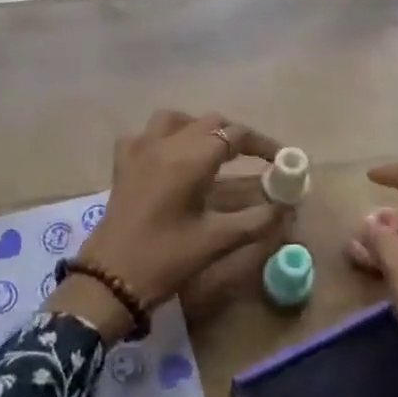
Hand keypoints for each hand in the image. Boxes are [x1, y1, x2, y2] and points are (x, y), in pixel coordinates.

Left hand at [48, 111, 288, 341]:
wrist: (111, 276)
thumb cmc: (167, 258)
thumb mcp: (217, 240)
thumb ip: (256, 220)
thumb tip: (285, 207)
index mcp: (190, 158)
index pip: (235, 135)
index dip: (262, 143)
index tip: (282, 158)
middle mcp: (165, 143)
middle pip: (208, 122)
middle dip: (234, 135)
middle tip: (254, 157)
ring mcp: (139, 149)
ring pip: (175, 120)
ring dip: (198, 128)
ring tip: (212, 150)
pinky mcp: (122, 162)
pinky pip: (146, 134)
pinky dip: (163, 137)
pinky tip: (170, 157)